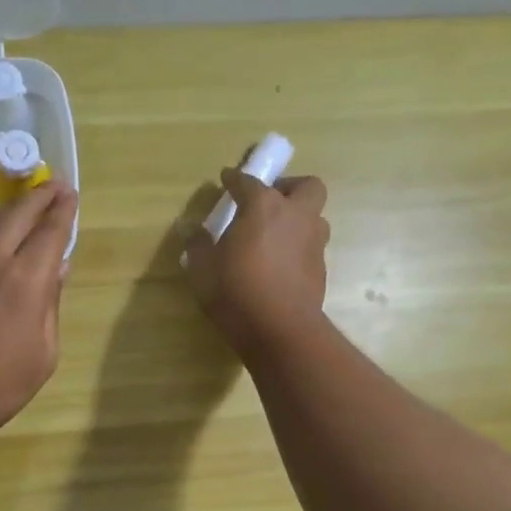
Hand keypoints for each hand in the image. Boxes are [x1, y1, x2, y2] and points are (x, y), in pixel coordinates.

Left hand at [0, 181, 77, 441]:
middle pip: (16, 214)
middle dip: (38, 196)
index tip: (70, 193)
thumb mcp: (44, 353)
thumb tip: (57, 268)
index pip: (50, 230)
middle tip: (52, 187)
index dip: (63, 209)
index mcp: (25, 279)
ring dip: (5, 214)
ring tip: (17, 212)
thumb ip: (51, 304)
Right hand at [183, 170, 329, 356]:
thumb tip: (190, 229)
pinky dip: (298, 248)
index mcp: (264, 206)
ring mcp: (313, 243)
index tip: (226, 180)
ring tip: (276, 235)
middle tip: (269, 202)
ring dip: (298, 219)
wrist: (280, 331)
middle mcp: (296, 216)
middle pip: (306, 186)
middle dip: (289, 187)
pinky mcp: (320, 270)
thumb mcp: (203, 269)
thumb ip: (198, 245)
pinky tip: (280, 265)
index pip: (248, 182)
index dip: (235, 179)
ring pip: (315, 217)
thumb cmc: (236, 292)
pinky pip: (311, 247)